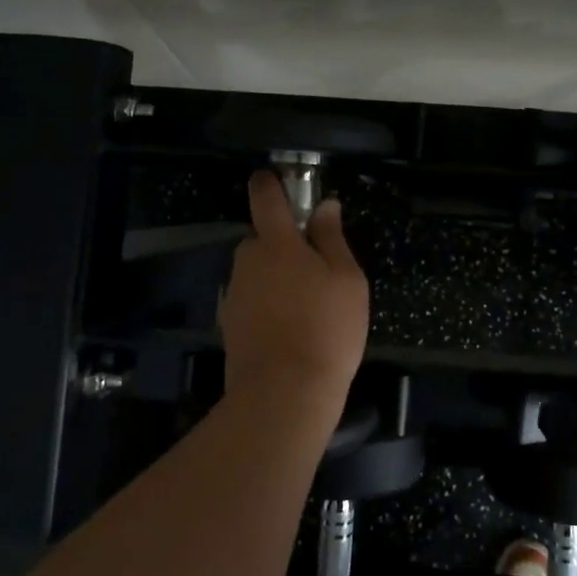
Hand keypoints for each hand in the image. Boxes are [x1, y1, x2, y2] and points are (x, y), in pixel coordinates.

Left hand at [219, 171, 368, 408]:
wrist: (284, 395)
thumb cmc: (325, 328)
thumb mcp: (346, 278)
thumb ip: (332, 238)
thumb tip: (325, 206)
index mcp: (277, 243)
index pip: (265, 197)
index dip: (270, 183)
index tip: (278, 180)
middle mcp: (248, 262)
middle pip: (263, 239)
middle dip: (284, 245)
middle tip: (317, 270)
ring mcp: (235, 295)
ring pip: (258, 273)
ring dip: (276, 278)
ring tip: (308, 308)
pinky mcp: (230, 326)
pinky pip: (252, 301)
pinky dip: (268, 307)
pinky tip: (290, 331)